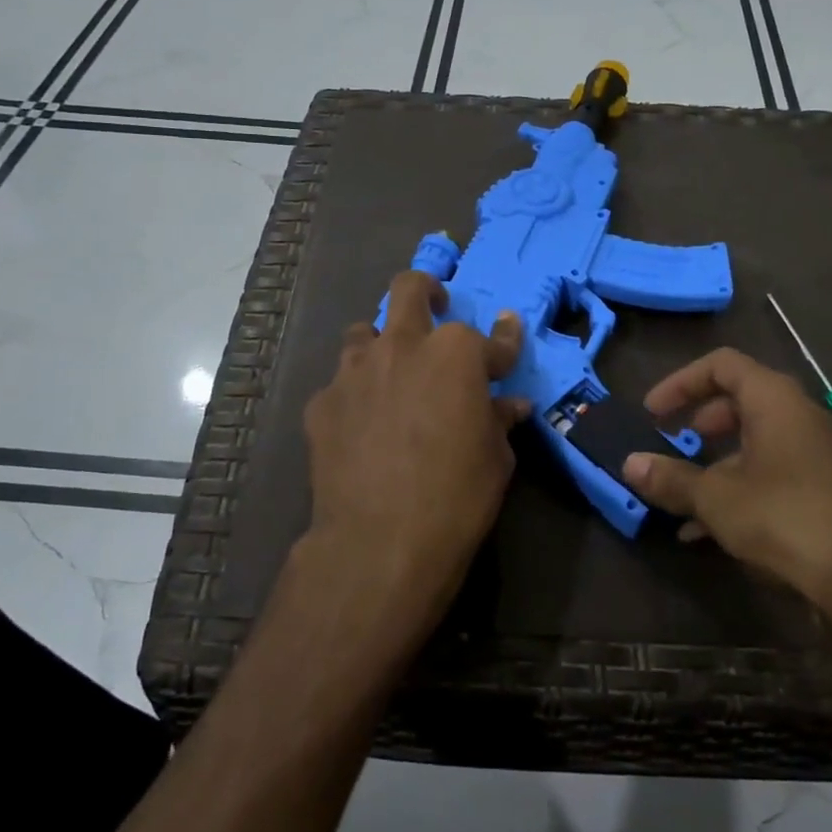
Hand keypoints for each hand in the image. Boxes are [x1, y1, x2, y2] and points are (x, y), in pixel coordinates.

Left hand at [302, 271, 527, 631]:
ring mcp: (356, 371)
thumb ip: (498, 419)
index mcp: (456, 353)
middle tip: (435, 307)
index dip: (505, 339)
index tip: (507, 335)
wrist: (380, 541)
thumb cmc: (457, 496)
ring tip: (389, 372)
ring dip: (382, 344)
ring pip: (364, 332)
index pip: (492, 337)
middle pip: (410, 290)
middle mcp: (403, 346)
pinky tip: (360, 425)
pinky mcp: (323, 402)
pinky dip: (356, 395)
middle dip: (427, 291)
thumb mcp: (496, 458)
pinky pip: (342, 385)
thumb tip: (509, 405)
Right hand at [622, 348, 831, 597]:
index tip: (652, 412)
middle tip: (673, 442)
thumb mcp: (716, 498)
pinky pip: (774, 472)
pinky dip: (740, 487)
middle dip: (700, 420)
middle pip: (741, 400)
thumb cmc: (784, 517)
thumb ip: (670, 478)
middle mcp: (801, 416)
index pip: (722, 365)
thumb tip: (628, 464)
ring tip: (685, 494)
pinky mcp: (827, 488)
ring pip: (757, 441)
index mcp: (775, 400)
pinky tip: (710, 529)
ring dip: (717, 462)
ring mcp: (819, 453)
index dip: (680, 382)